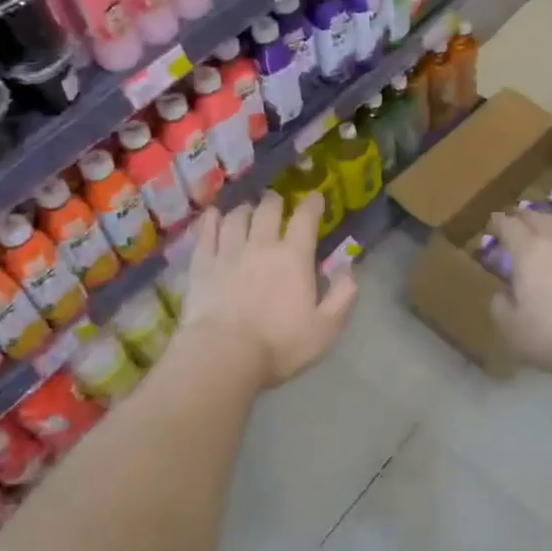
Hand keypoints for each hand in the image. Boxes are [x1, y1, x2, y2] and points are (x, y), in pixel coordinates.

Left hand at [180, 192, 357, 388]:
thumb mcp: (326, 328)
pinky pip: (206, 232)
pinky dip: (211, 219)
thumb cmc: (280, 344)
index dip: (312, 203)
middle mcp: (261, 245)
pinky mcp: (202, 264)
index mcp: (294, 257)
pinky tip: (213, 214)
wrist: (225, 354)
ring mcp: (228, 251)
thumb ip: (343, 295)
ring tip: (247, 210)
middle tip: (277, 202)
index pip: (305, 218)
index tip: (314, 197)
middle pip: (268, 210)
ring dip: (245, 209)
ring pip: (236, 216)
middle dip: (275, 201)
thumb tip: (349, 268)